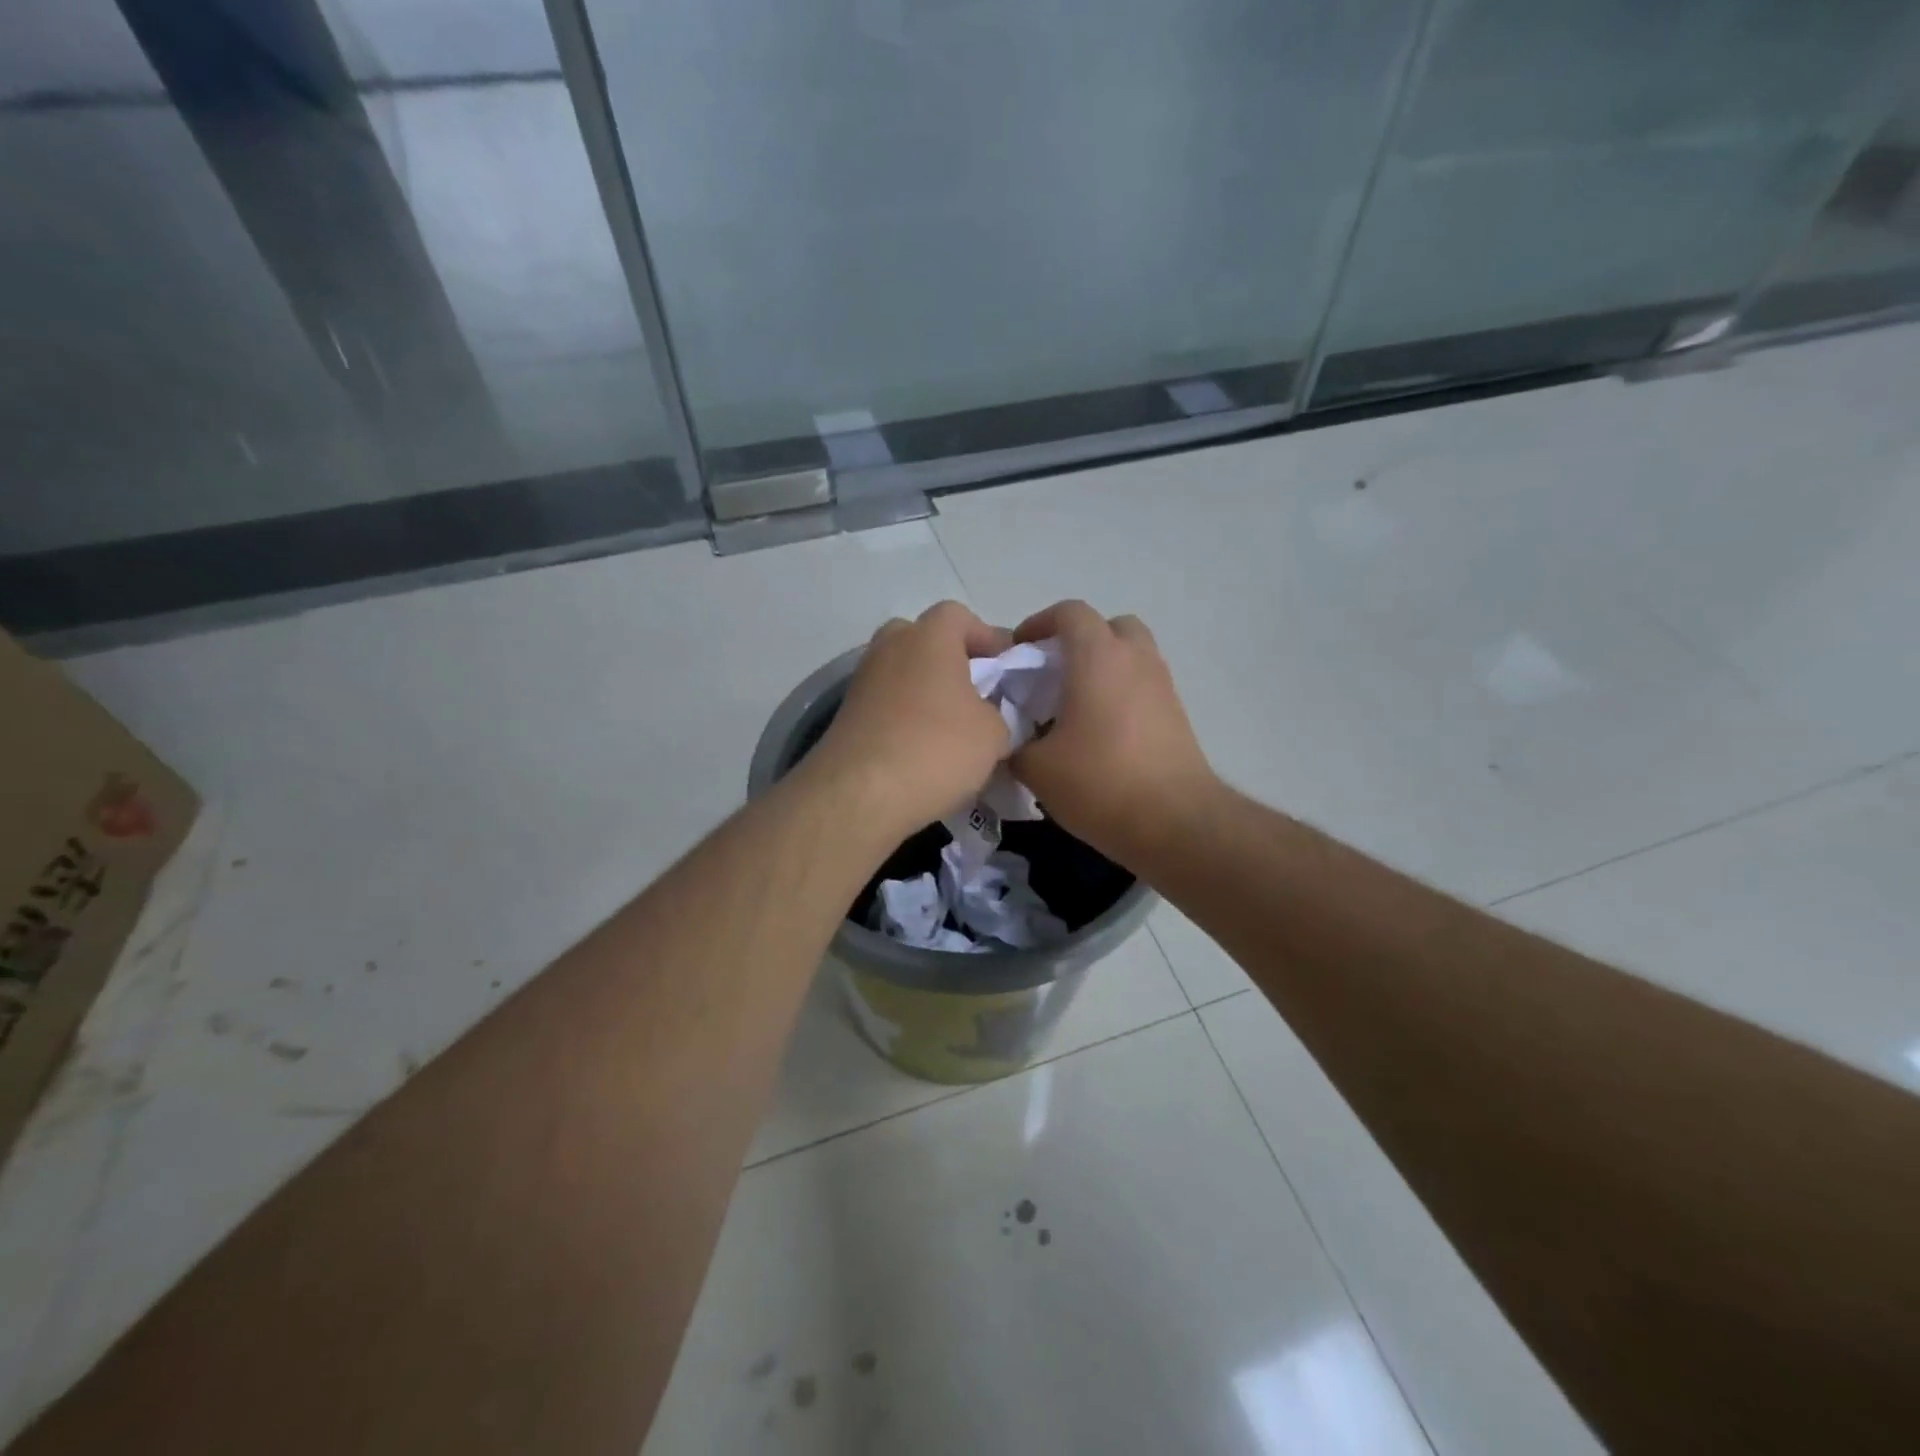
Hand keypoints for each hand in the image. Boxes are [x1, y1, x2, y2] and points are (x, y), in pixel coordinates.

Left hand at [808, 601, 1013, 841]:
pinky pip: (885, 703)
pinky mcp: (846, 714)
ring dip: (925, 691)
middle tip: (972, 693)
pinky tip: (920, 749)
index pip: (959, 616)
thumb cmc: (936, 749)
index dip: (986, 637)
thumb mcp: (994, 734)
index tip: (1005, 668)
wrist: (859, 794)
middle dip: (949, 660)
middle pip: (923, 639)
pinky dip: (903, 717)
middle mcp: (890, 647)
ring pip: (901, 672)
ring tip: (949, 727)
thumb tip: (985, 717)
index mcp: (929, 637)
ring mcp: (863, 680)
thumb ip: (997, 714)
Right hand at [1009, 601, 1215, 864]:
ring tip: (1075, 705)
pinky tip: (1101, 732)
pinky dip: (1121, 693)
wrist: (1175, 822)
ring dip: (1103, 667)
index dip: (1038, 623)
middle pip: (1109, 627)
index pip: (1069, 613)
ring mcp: (1162, 685)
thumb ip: (1012, 744)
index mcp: (1098, 657)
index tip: (1018, 651)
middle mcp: (1135, 659)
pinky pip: (1143, 686)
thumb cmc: (1100, 782)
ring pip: (1131, 656)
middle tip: (1053, 673)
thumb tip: (1008, 741)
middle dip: (1079, 640)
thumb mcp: (1036, 768)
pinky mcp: (1177, 714)